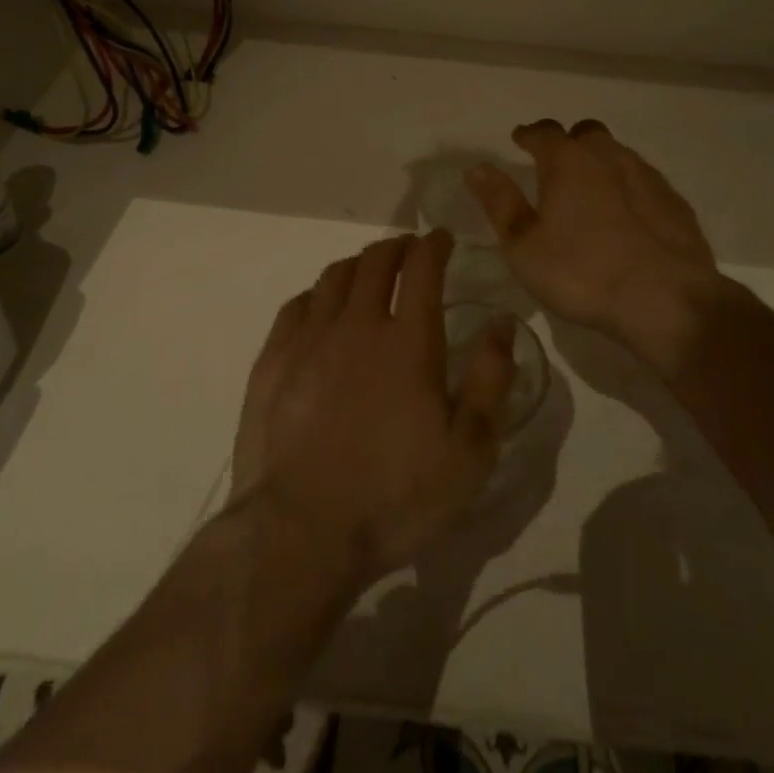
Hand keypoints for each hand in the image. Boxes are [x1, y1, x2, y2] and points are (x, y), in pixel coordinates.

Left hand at [230, 231, 518, 586]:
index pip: (422, 267)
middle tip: (409, 250)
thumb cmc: (395, 497)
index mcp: (408, 341)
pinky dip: (317, 294)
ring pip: (333, 277)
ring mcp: (308, 340)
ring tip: (368, 272)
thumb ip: (490, 379)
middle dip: (397, 247)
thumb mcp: (469, 452)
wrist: (300, 534)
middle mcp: (357, 325)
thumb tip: (502, 322)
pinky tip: (320, 307)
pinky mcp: (272, 362)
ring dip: (357, 265)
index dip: (434, 244)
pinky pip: (296, 306)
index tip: (442, 238)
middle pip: (375, 261)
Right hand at [465, 120, 719, 361]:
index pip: (544, 133)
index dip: (529, 135)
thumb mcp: (524, 246)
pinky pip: (645, 182)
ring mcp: (648, 177)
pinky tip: (628, 214)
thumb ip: (500, 203)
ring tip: (591, 188)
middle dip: (569, 142)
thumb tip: (476, 167)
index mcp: (568, 162)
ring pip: (619, 154)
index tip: (520, 138)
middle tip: (557, 163)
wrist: (666, 300)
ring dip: (602, 162)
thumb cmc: (582, 273)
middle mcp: (609, 157)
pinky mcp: (675, 203)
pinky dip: (630, 188)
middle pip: (586, 133)